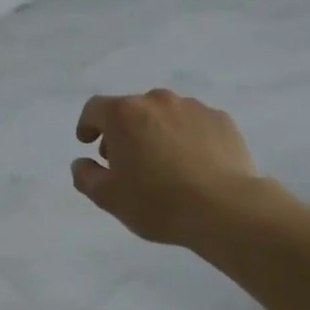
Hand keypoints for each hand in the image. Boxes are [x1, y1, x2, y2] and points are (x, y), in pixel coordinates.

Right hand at [72, 90, 265, 247]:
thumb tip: (82, 163)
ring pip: (164, 115)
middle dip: (123, 132)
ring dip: (156, 132)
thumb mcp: (108, 197)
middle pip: (131, 110)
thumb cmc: (157, 202)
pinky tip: (192, 165)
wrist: (226, 209)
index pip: (95, 108)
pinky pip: (194, 124)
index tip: (88, 142)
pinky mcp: (222, 120)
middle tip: (126, 162)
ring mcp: (193, 107)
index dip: (87, 124)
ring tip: (163, 164)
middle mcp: (157, 101)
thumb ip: (85, 176)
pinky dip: (186, 137)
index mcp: (124, 114)